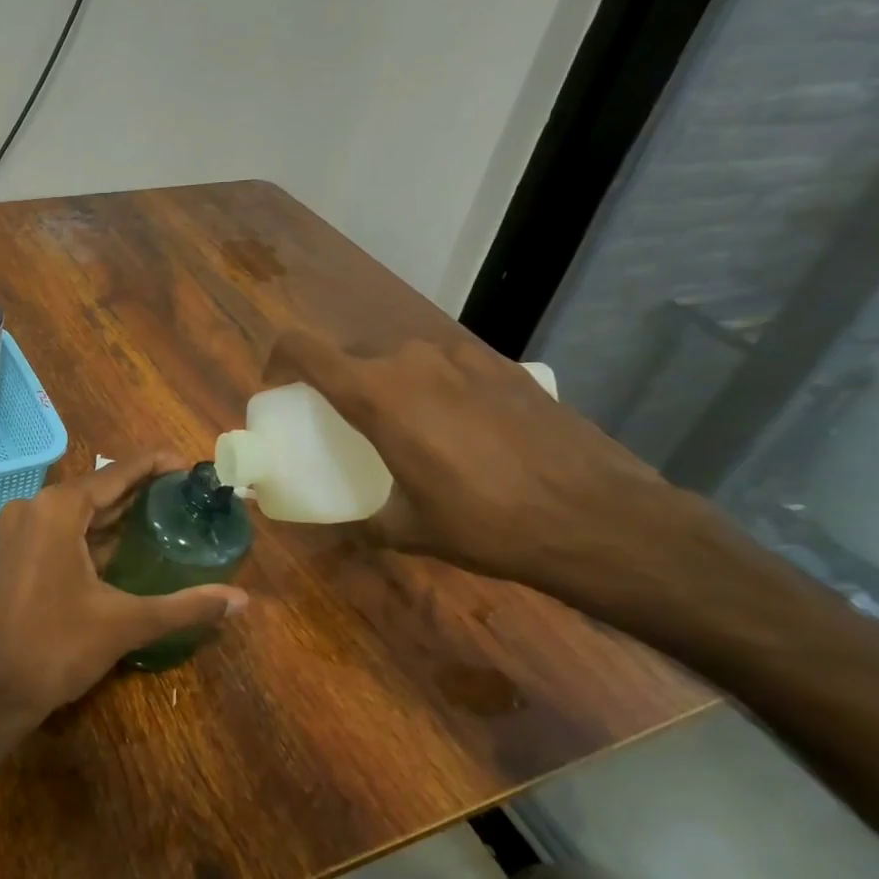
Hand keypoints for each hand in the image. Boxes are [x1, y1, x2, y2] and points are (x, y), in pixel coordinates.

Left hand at [0, 453, 248, 743]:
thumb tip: (242, 601)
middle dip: (139, 489)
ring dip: (116, 512)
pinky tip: (125, 542)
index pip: (116, 473)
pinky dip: (93, 532)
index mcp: (57, 509)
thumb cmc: (56, 648)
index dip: (154, 465)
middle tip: (185, 493)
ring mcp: (19, 530)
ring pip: (77, 511)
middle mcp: (34, 507)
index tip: (190, 466)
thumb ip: (186, 606)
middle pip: (97, 489)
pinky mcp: (14, 553)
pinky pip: (61, 529)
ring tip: (164, 512)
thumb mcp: (125, 623)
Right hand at [266, 330, 681, 601]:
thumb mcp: (411, 531)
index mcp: (376, 394)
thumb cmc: (488, 524)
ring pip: (400, 357)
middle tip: (343, 422)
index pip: (302, 348)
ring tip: (406, 427)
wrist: (599, 517)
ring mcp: (462, 356)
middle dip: (337, 381)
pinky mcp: (503, 364)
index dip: (279, 362)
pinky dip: (433, 386)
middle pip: (351, 353)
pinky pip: (445, 365)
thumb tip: (342, 528)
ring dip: (387, 383)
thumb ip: (364, 522)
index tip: (280, 391)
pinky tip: (460, 427)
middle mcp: (412, 360)